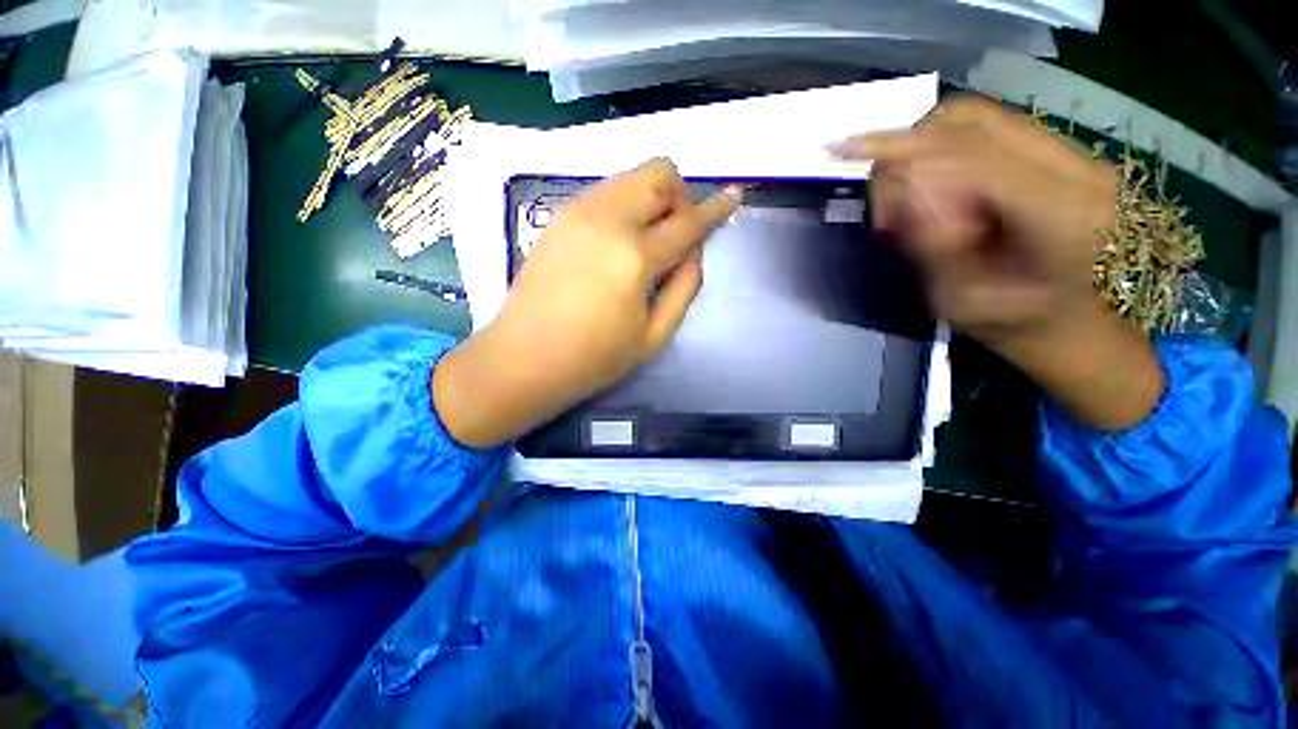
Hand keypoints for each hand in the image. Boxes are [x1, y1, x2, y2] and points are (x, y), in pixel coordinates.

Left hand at [433, 159, 740, 447]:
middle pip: (658, 173)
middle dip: (678, 197)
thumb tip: (693, 251)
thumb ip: (685, 287)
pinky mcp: (558, 216)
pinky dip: (625, 206)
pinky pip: (606, 192)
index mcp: (635, 256)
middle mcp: (606, 219)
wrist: (523, 359)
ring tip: (646, 242)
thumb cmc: (593, 358)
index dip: (716, 208)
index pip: (688, 221)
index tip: (734, 195)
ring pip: (630, 177)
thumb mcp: (654, 336)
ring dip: (651, 199)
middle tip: (675, 237)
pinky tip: (617, 243)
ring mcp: (577, 212)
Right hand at [833, 98, 1163, 430]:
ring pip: (973, 118)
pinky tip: (930, 186)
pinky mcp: (1057, 149)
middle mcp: (1074, 167)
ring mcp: (1071, 152)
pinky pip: (983, 128)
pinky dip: (940, 148)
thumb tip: (905, 187)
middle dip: (906, 152)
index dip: (902, 148)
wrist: (1076, 318)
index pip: (968, 154)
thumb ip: (935, 246)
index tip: (845, 150)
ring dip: (921, 149)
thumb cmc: (1016, 325)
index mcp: (1059, 216)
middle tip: (888, 213)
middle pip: (967, 122)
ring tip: (907, 203)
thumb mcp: (964, 302)